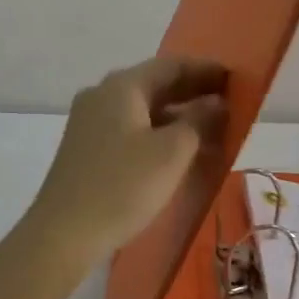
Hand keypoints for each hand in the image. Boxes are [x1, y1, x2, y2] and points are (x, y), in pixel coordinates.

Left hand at [24, 56, 228, 259]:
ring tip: (209, 128)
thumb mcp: (171, 153)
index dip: (205, 70)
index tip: (235, 78)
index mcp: (121, 86)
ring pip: (141, 108)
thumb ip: (198, 121)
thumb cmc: (122, 186)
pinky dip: (156, 131)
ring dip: (175, 114)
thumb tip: (215, 103)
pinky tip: (175, 150)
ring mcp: (88, 121)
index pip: (171, 65)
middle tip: (228, 102)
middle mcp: (101, 95)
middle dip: (192, 91)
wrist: (63, 233)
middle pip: (154, 84)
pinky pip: (129, 128)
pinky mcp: (85, 148)